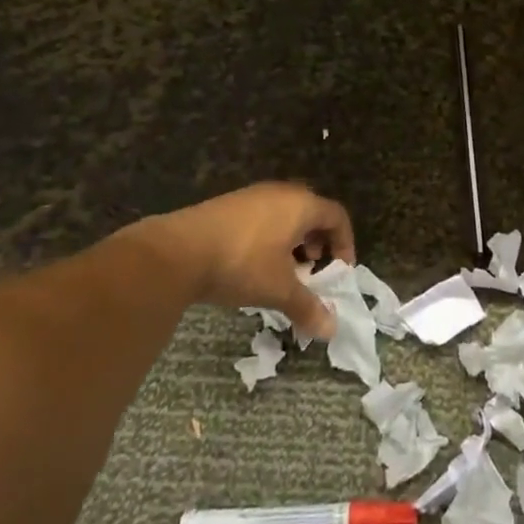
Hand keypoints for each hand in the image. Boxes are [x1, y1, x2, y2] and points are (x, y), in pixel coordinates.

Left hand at [143, 183, 355, 338]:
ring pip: (286, 216)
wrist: (177, 251)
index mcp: (301, 205)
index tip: (340, 272)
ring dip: (293, 242)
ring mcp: (252, 196)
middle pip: (313, 213)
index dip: (345, 244)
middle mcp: (281, 193)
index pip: (337, 216)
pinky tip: (254, 265)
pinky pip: (263, 218)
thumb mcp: (278, 289)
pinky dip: (270, 238)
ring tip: (283, 272)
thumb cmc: (242, 264)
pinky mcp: (229, 205)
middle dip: (318, 244)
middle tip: (312, 272)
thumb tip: (331, 330)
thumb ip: (307, 307)